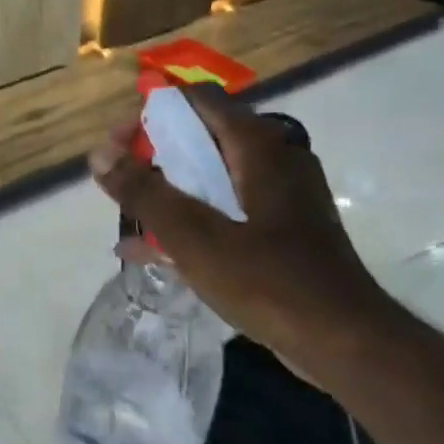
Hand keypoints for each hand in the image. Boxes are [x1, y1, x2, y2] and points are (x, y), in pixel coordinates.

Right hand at [91, 86, 390, 365]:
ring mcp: (282, 198)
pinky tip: (153, 252)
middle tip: (119, 183)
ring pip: (213, 178)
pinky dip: (192, 221)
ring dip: (169, 192)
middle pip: (204, 138)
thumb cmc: (268, 281)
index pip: (199, 101)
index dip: (152, 113)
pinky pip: (227, 211)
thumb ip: (144, 193)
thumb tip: (99, 154)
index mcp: (259, 148)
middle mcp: (275, 161)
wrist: (344, 342)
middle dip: (154, 156)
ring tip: (128, 217)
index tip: (118, 144)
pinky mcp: (282, 231)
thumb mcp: (194, 237)